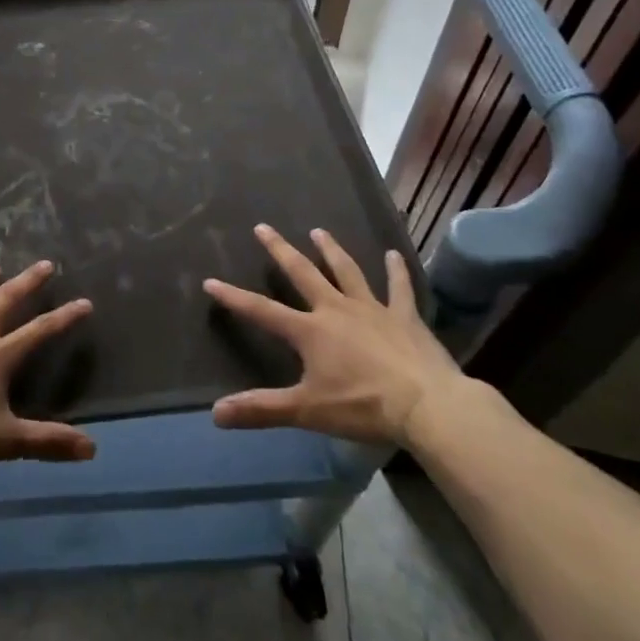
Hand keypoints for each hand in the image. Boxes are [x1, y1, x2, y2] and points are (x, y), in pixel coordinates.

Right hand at [205, 224, 463, 447]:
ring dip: (331, 251)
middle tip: (263, 227)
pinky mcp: (405, 317)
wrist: (428, 405)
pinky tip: (394, 255)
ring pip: (347, 272)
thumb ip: (261, 409)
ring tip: (319, 231)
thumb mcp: (307, 411)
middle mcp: (336, 309)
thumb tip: (216, 413)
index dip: (234, 298)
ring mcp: (373, 309)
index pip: (262, 311)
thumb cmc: (363, 406)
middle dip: (280, 250)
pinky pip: (400, 288)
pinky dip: (396, 271)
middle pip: (303, 273)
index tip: (211, 281)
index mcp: (310, 331)